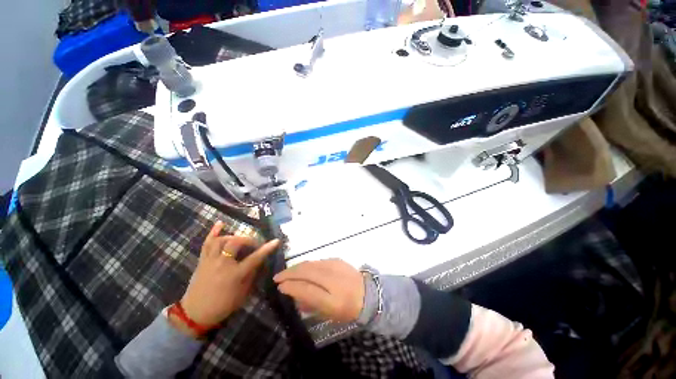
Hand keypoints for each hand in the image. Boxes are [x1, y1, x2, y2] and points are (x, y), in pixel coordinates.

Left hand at [171, 221, 279, 336]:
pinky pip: (207, 243)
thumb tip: (258, 262)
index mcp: (234, 275)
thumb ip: (251, 275)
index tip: (276, 241)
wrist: (194, 314)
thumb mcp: (242, 294)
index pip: (254, 258)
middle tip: (254, 243)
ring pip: (222, 240)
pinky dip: (213, 232)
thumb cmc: (222, 306)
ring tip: (240, 240)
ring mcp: (210, 261)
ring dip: (234, 237)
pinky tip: (220, 223)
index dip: (266, 249)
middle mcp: (222, 264)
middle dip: (248, 240)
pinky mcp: (202, 260)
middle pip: (236, 243)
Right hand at [273, 259, 364, 322]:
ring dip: (296, 267)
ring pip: (310, 263)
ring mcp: (335, 266)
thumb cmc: (347, 308)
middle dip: (289, 273)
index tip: (279, 286)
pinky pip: (317, 261)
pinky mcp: (337, 259)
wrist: (367, 293)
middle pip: (306, 271)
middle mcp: (333, 279)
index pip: (307, 289)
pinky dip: (307, 265)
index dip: (291, 286)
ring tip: (287, 273)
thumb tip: (293, 292)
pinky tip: (302, 269)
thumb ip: (310, 302)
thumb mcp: (328, 312)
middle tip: (277, 277)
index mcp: (333, 299)